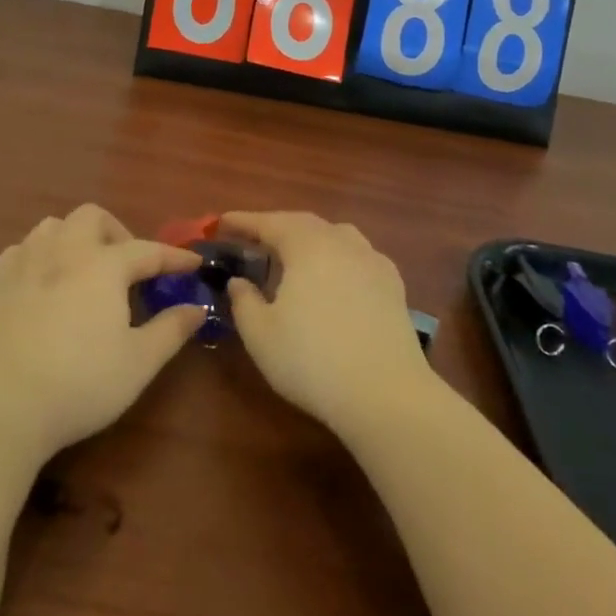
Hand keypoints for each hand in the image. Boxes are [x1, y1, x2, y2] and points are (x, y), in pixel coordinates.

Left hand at [0, 204, 204, 461]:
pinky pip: (22, 249)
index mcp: (104, 265)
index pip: (148, 250)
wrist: (0, 406)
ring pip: (53, 225)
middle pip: (93, 217)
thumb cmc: (79, 384)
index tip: (194, 263)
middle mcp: (65, 251)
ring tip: (85, 268)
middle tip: (128, 267)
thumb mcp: (138, 363)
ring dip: (76, 237)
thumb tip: (197, 307)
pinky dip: (40, 255)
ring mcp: (25, 263)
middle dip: (117, 232)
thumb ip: (171, 329)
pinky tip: (43, 281)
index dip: (174, 257)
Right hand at [221, 211, 437, 441]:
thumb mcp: (261, 335)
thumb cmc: (312, 360)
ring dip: (310, 239)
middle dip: (277, 227)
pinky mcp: (393, 284)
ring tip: (295, 255)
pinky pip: (358, 256)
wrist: (386, 394)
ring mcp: (372, 260)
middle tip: (254, 238)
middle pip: (304, 223)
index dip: (244, 221)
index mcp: (306, 245)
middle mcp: (341, 242)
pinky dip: (338, 257)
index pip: (269, 222)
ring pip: (335, 235)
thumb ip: (243, 301)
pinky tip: (335, 278)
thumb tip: (238, 281)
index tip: (222, 222)